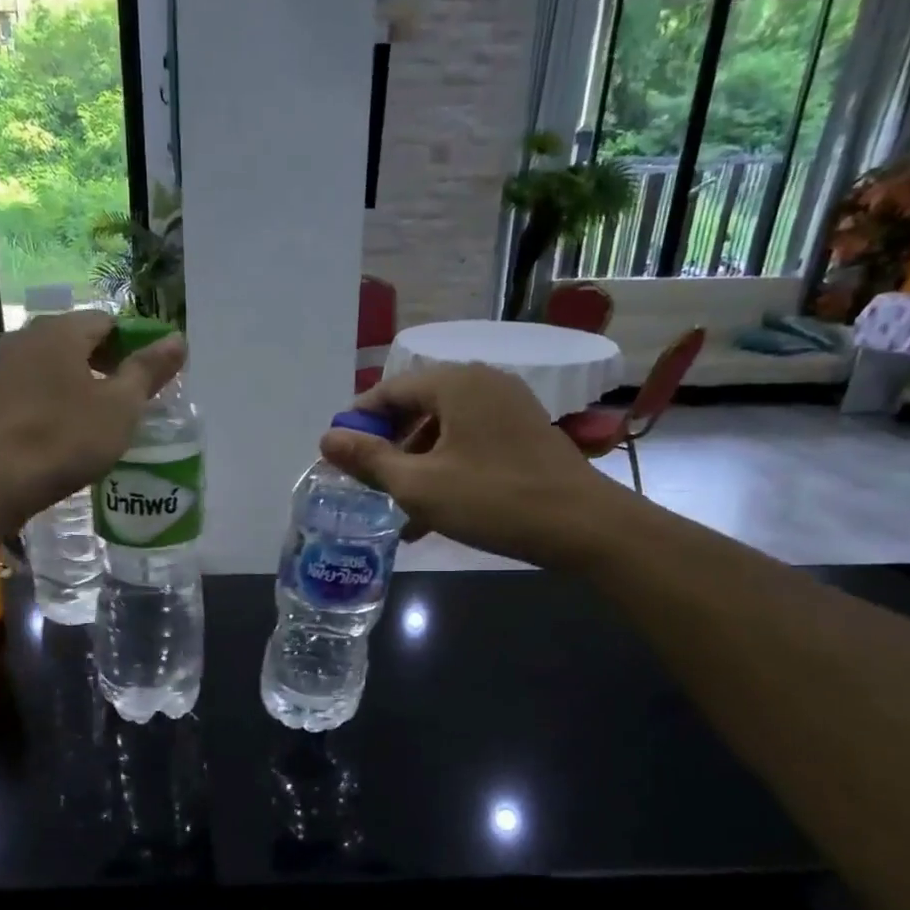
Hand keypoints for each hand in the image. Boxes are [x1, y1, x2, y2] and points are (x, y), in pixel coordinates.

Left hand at [0, 310, 185, 523]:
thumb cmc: (64, 438)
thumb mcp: (120, 406)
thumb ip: (149, 370)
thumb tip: (177, 339)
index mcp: (61, 330)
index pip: (108, 321)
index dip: (135, 345)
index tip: (151, 378)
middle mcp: (28, 337)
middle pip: (79, 341)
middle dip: (108, 365)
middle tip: (132, 401)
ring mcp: (4, 367)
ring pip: (55, 366)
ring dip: (82, 384)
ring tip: (103, 419)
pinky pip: (36, 388)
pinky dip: (57, 401)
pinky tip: (68, 432)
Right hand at [319, 364, 635, 563]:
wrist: (583, 526)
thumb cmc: (492, 499)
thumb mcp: (418, 484)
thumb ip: (369, 460)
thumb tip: (326, 439)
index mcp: (455, 383)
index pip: (389, 389)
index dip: (358, 420)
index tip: (338, 454)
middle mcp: (482, 383)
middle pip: (417, 407)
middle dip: (387, 446)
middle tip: (366, 481)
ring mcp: (508, 407)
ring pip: (443, 430)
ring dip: (416, 465)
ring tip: (397, 507)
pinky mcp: (523, 434)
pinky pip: (469, 443)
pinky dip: (446, 468)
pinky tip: (433, 513)